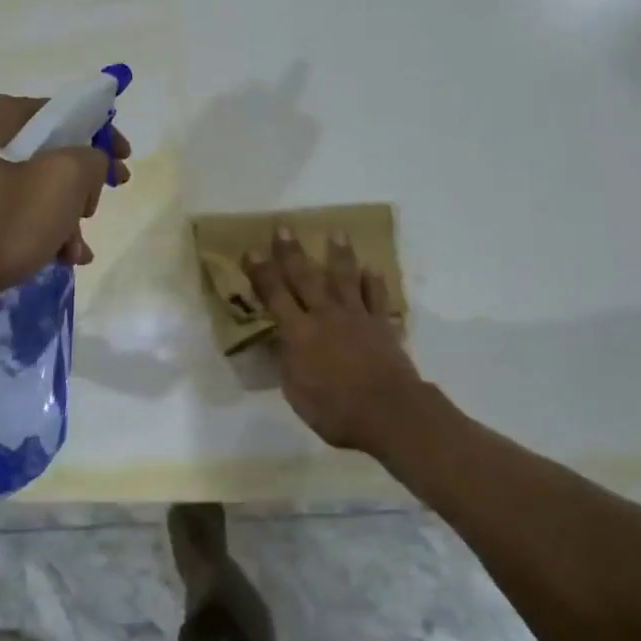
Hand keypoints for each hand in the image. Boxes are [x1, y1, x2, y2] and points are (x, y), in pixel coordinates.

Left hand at [0, 95, 131, 307]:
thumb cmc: (7, 222)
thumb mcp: (65, 178)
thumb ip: (92, 157)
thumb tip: (90, 164)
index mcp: (4, 119)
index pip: (67, 111)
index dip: (102, 133)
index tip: (124, 160)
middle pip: (57, 151)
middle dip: (85, 184)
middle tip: (98, 205)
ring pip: (44, 187)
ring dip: (70, 217)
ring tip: (76, 249)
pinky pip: (26, 212)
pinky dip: (49, 231)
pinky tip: (62, 258)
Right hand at [243, 228, 424, 456]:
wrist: (389, 412)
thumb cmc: (336, 411)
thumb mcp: (296, 394)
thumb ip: (289, 364)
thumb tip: (284, 345)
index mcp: (299, 334)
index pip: (274, 296)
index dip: (261, 273)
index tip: (252, 251)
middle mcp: (325, 316)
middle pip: (305, 278)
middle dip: (292, 253)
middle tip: (284, 228)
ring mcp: (356, 317)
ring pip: (345, 278)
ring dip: (339, 255)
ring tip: (337, 233)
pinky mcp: (381, 325)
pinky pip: (377, 298)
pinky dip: (374, 283)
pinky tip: (372, 269)